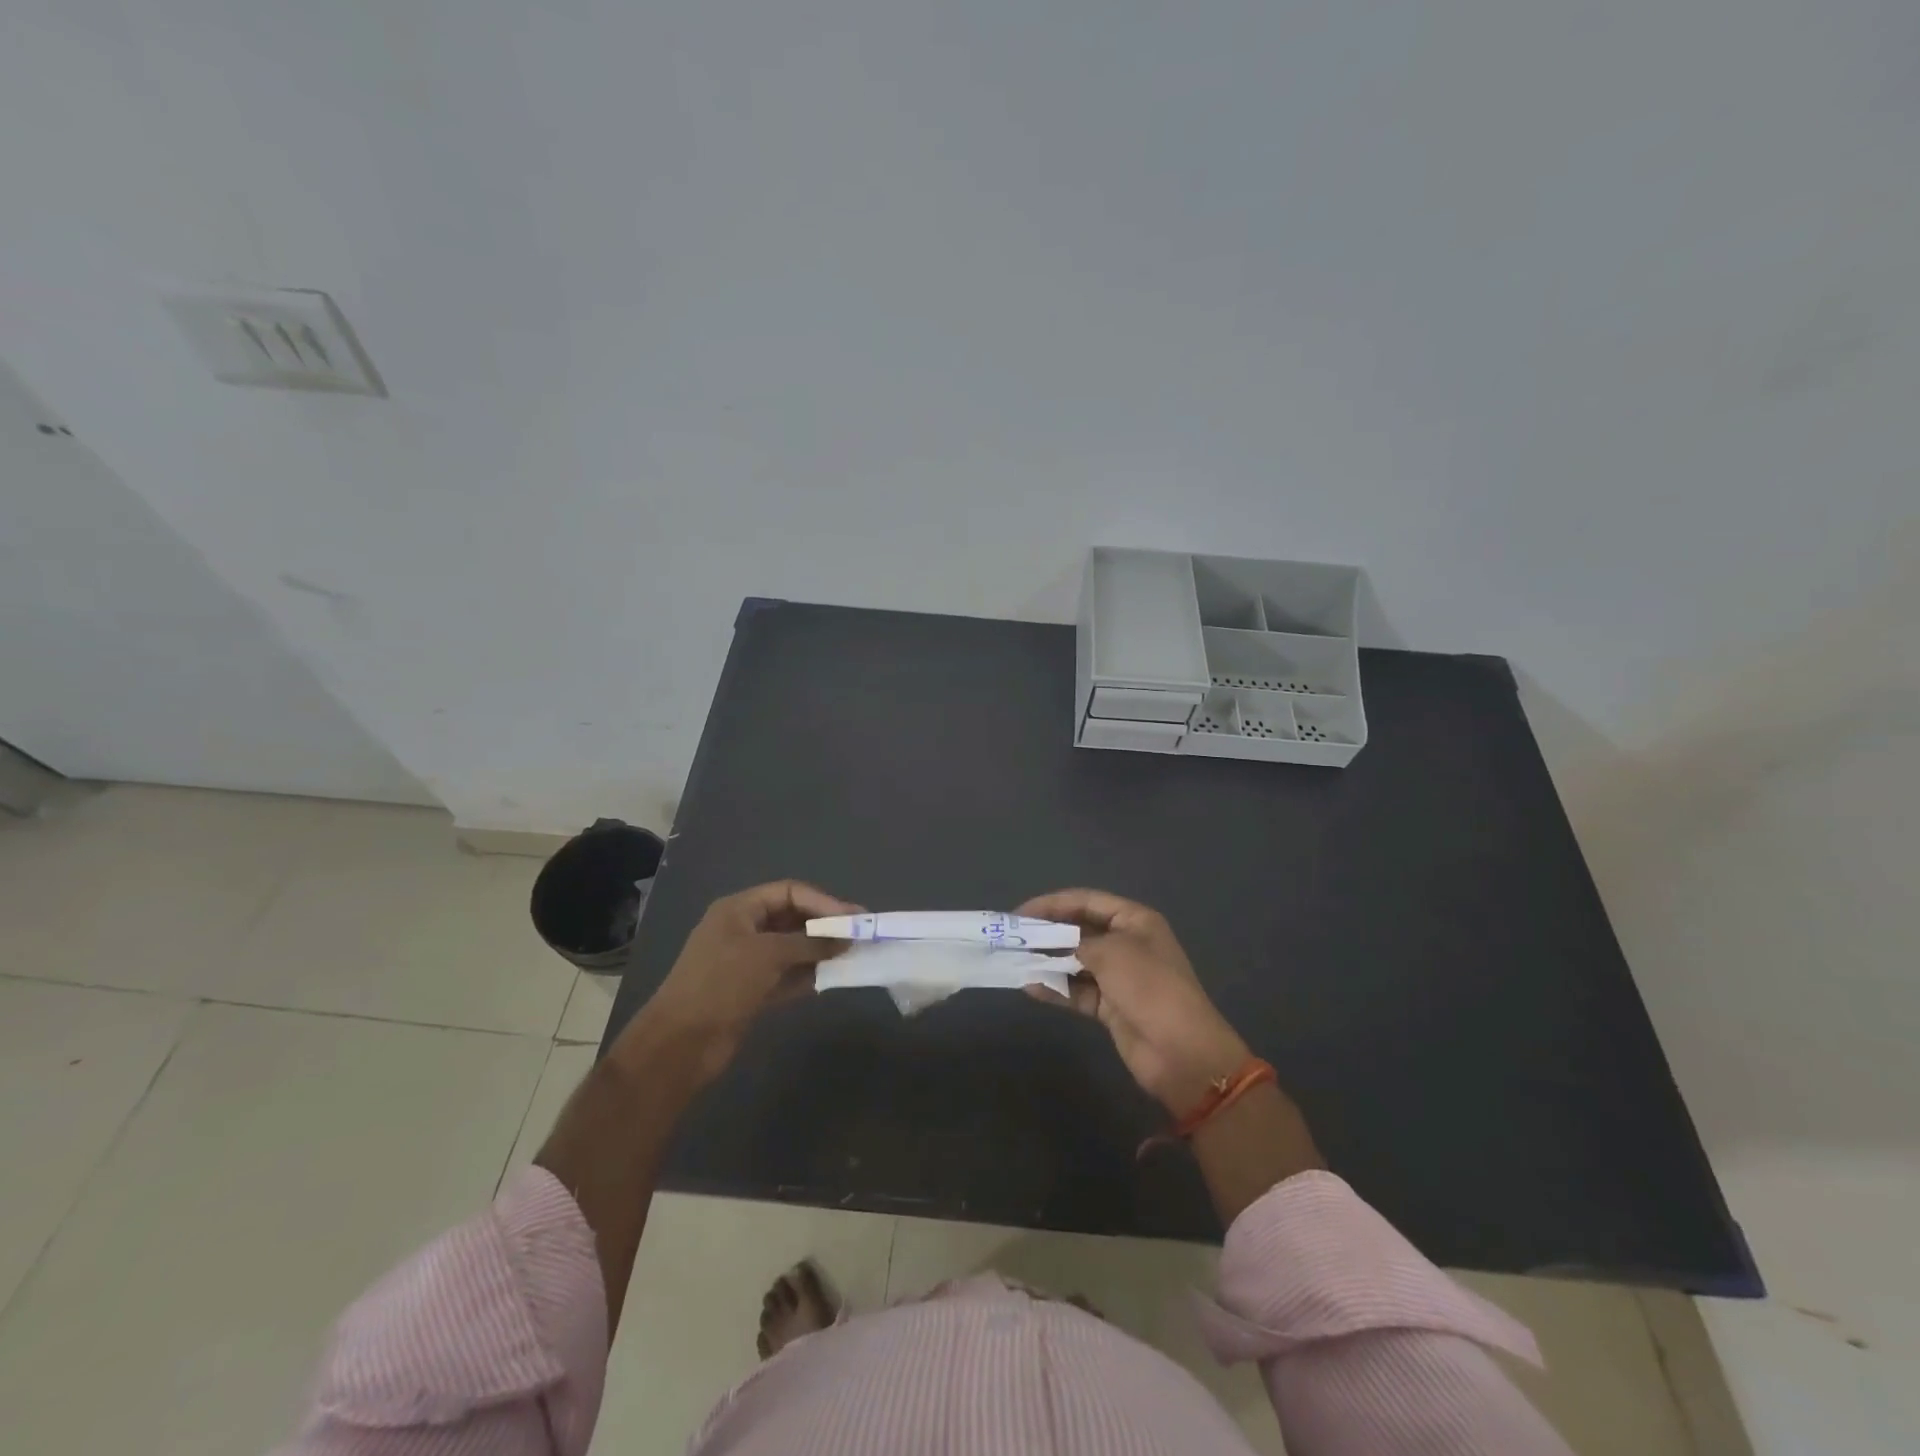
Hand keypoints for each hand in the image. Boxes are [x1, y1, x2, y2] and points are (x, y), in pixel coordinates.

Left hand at [630, 880, 857, 1083]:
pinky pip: (788, 975)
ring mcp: (747, 962)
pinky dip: (809, 974)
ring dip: (820, 951)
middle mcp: (743, 930)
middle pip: (792, 918)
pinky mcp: (752, 991)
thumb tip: (846, 939)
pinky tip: (832, 978)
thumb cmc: (722, 984)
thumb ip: (810, 944)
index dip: (823, 901)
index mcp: (739, 909)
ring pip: (792, 948)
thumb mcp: (768, 954)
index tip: (854, 916)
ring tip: (852, 955)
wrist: (681, 1044)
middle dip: (825, 925)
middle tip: (859, 934)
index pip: (789, 892)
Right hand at [1017, 889, 1252, 1116]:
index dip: (1052, 903)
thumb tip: (1054, 946)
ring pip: (1075, 961)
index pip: (1086, 901)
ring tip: (1016, 962)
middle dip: (1047, 933)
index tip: (1020, 913)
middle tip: (1013, 938)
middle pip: (1079, 930)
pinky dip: (1056, 989)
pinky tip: (1031, 988)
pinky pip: (1077, 991)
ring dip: (1048, 962)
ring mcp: (1119, 976)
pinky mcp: (1111, 1006)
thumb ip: (1077, 942)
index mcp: (1134, 920)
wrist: (1181, 1052)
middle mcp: (1127, 943)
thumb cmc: (1149, 987)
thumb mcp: (1112, 953)